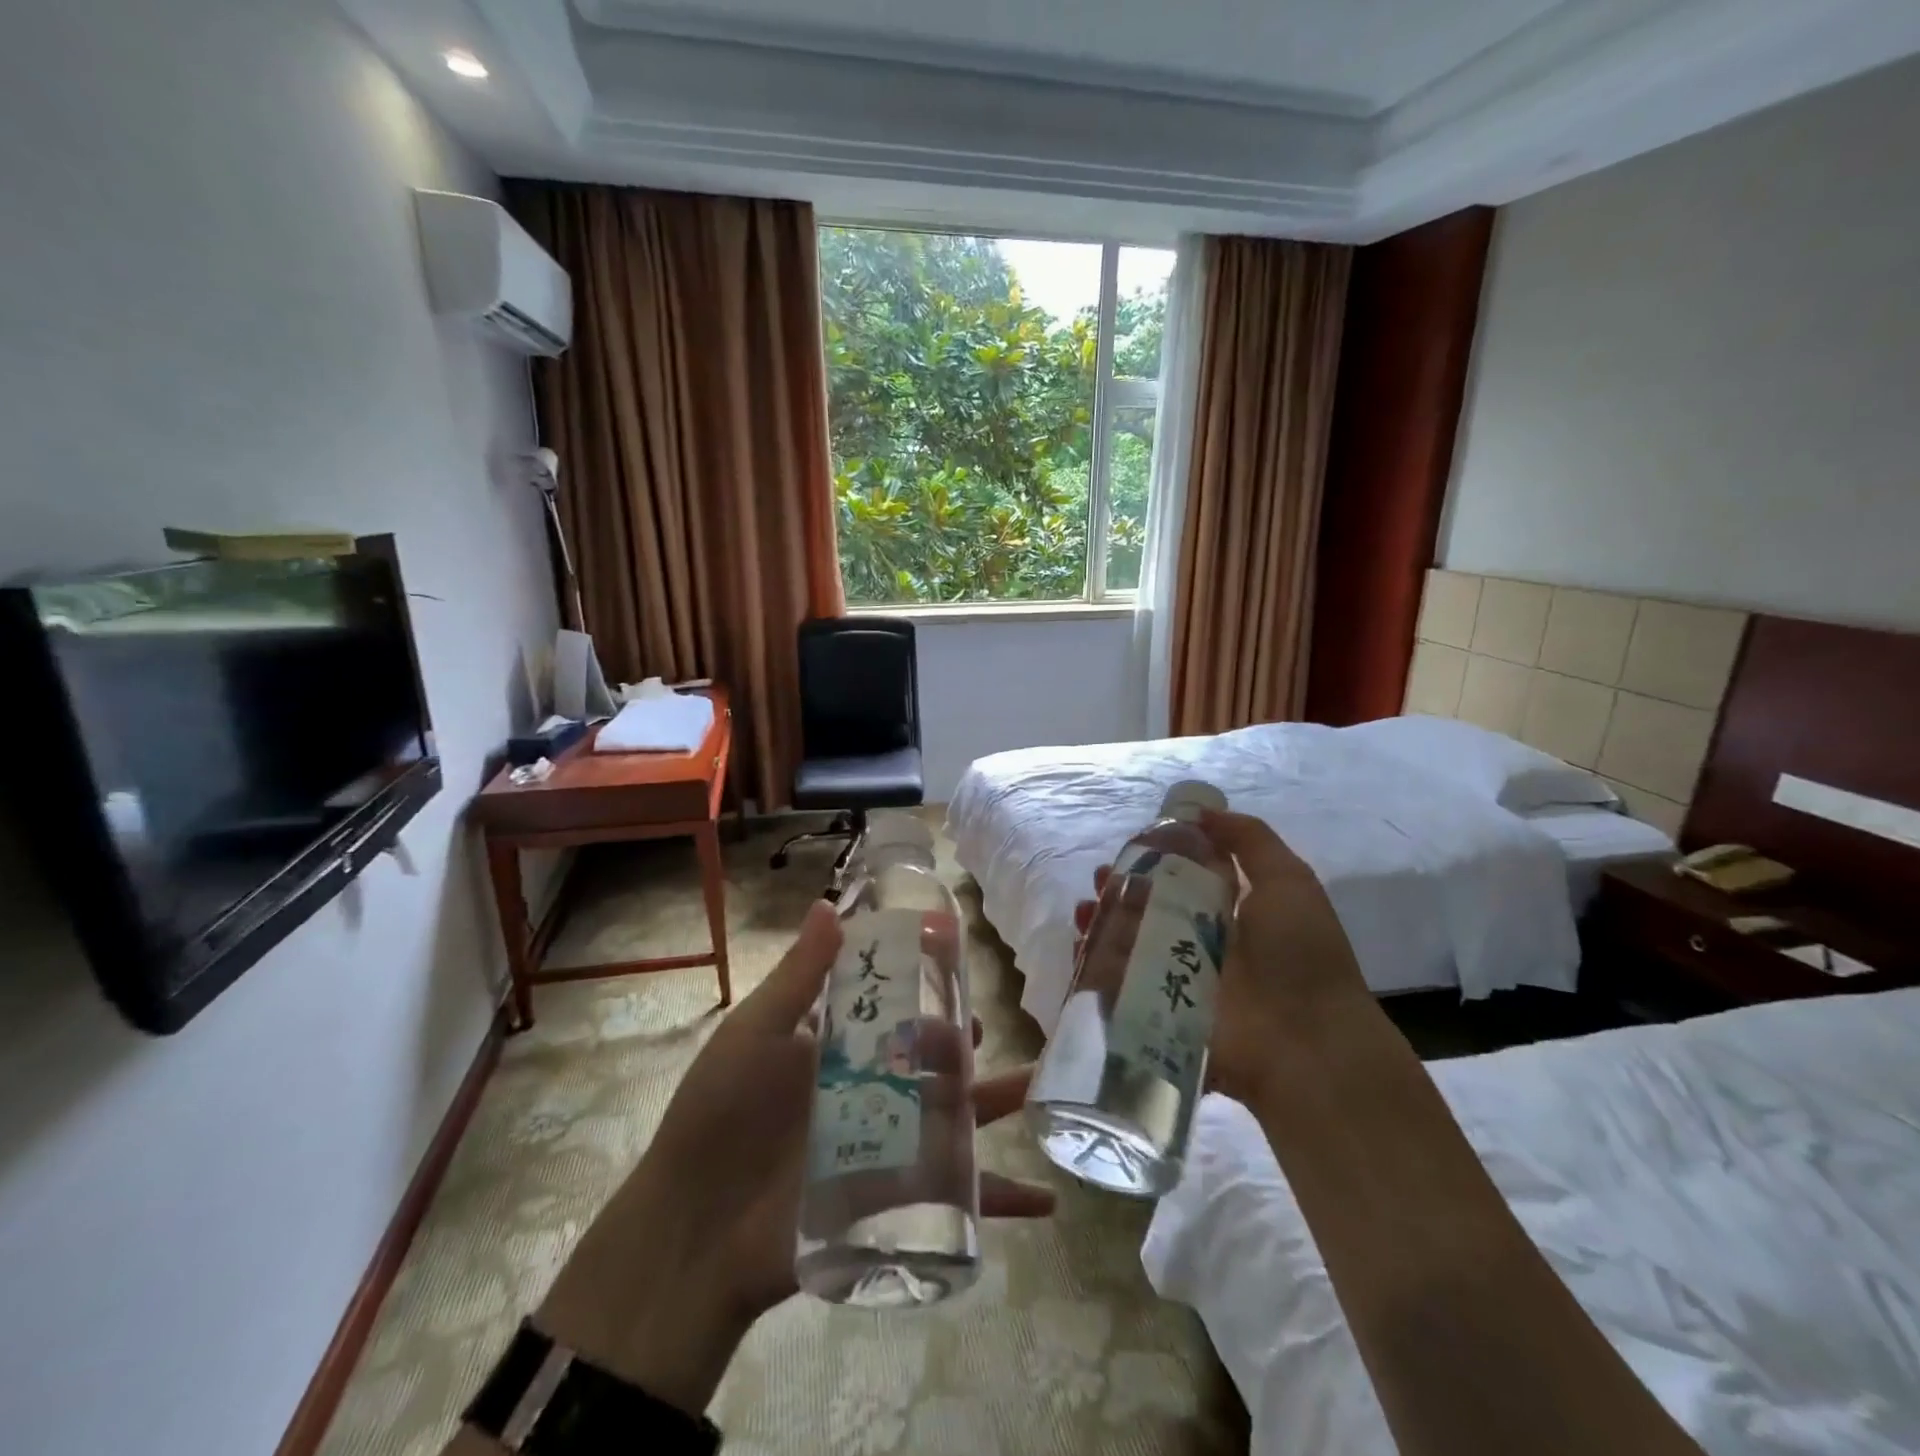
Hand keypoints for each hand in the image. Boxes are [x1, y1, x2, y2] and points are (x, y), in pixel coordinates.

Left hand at [537, 900, 1054, 1416]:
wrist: (691, 1236)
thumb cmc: (717, 1120)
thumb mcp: (754, 1036)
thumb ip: (797, 977)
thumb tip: (829, 904)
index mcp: (837, 1049)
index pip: (893, 1004)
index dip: (922, 978)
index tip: (950, 947)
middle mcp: (870, 1091)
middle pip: (931, 1057)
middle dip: (959, 1040)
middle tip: (973, 1027)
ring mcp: (887, 1147)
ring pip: (957, 1117)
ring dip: (998, 1102)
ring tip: (1037, 1085)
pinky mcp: (897, 1201)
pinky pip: (958, 1199)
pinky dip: (1003, 1200)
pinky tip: (1047, 1202)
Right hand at [1070, 811, 1368, 1104]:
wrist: (1306, 1043)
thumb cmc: (1298, 955)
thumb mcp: (1288, 881)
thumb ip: (1249, 840)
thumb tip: (1204, 812)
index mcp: (1231, 911)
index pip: (1184, 877)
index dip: (1156, 858)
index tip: (1132, 845)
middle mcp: (1200, 941)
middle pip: (1149, 908)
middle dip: (1121, 888)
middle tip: (1101, 877)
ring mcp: (1176, 978)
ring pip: (1128, 942)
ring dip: (1102, 921)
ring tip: (1085, 908)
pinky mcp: (1157, 1010)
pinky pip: (1117, 983)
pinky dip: (1094, 961)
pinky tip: (1082, 941)